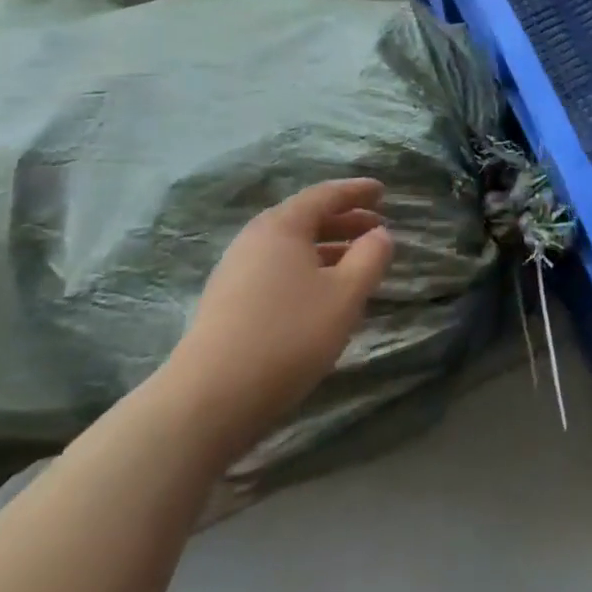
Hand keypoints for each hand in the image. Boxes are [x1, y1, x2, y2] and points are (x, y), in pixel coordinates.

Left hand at [158, 178, 393, 460]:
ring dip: (327, 248)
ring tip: (355, 263)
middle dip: (344, 221)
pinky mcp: (227, 303)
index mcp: (282, 226)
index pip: (325, 195)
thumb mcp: (345, 295)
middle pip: (305, 218)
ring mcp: (235, 272)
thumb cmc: (288, 335)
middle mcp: (255, 239)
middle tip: (377, 228)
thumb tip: (380, 234)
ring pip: (291, 248)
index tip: (382, 191)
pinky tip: (321, 295)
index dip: (356, 191)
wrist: (208, 400)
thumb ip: (370, 258)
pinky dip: (307, 270)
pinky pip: (277, 270)